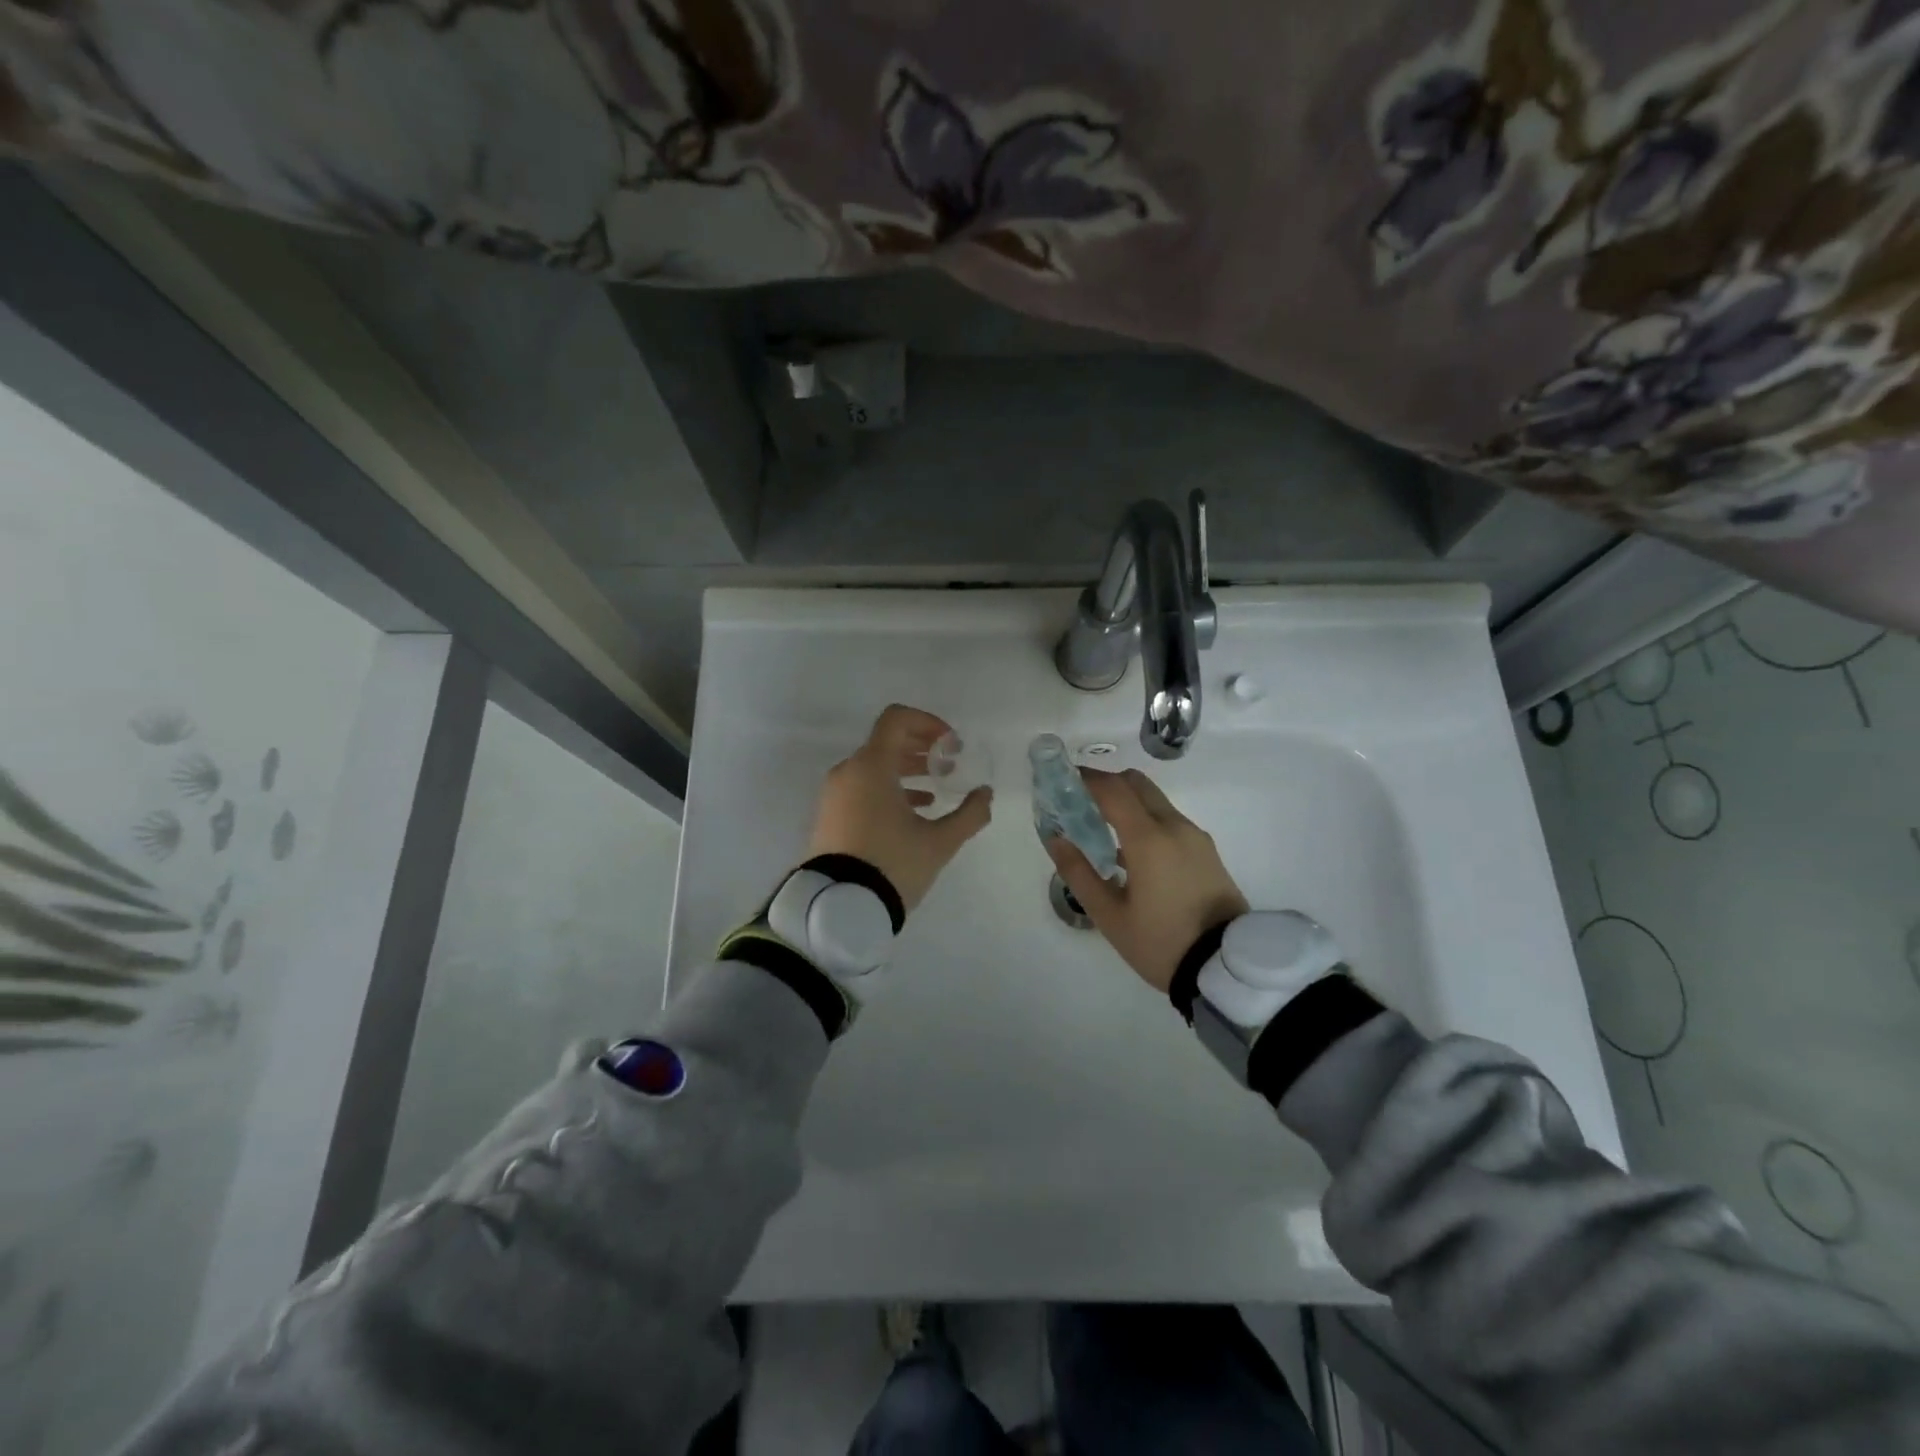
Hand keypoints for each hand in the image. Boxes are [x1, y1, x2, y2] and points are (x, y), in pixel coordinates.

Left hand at [807, 705, 993, 912]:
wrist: (838, 906)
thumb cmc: (892, 864)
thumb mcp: (939, 842)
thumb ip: (969, 814)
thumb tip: (985, 794)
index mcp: (872, 766)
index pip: (896, 719)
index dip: (928, 723)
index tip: (951, 745)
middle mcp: (849, 771)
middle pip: (886, 741)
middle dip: (921, 748)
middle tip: (949, 764)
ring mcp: (835, 793)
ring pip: (874, 766)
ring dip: (907, 769)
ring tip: (936, 788)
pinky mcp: (830, 815)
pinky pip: (862, 787)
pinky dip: (888, 788)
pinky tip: (914, 810)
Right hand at [1045, 768, 1248, 992]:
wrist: (1225, 969)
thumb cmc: (1160, 942)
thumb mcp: (1109, 915)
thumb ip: (1078, 872)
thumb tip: (1055, 838)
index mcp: (1148, 838)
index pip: (1113, 789)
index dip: (1086, 778)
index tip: (1063, 780)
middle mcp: (1175, 826)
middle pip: (1137, 784)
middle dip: (1107, 783)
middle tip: (1080, 800)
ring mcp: (1195, 837)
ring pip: (1156, 801)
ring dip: (1128, 802)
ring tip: (1102, 828)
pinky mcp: (1207, 851)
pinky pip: (1170, 820)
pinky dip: (1146, 819)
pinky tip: (1132, 851)